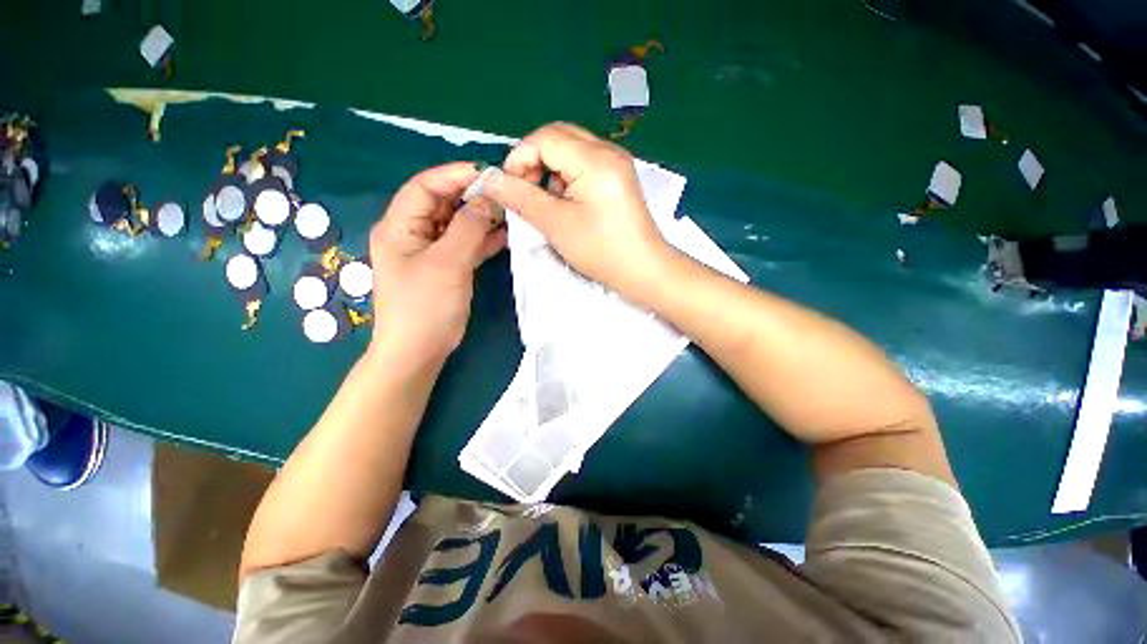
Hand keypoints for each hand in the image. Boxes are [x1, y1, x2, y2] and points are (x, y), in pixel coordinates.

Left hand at [368, 162, 505, 364]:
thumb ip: (469, 228)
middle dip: (473, 196)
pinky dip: (485, 238)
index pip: (425, 186)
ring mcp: (432, 251)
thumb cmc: (425, 307)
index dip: (454, 175)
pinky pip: (467, 244)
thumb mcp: (447, 263)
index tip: (489, 174)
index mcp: (400, 226)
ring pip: (459, 223)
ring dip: (483, 217)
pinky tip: (507, 235)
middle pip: (444, 203)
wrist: (419, 351)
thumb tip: (488, 199)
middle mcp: (413, 233)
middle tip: (505, 193)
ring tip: (511, 211)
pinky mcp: (448, 266)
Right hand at [482, 122, 669, 295]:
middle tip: (526, 194)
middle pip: (558, 137)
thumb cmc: (601, 251)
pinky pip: (584, 164)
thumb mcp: (556, 225)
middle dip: (534, 162)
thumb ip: (521, 197)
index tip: (509, 189)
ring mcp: (616, 163)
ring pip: (570, 150)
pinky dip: (567, 179)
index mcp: (594, 159)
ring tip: (550, 205)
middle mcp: (608, 151)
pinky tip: (569, 205)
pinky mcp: (618, 177)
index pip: (544, 138)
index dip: (519, 158)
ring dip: (550, 172)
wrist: (643, 270)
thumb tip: (488, 178)